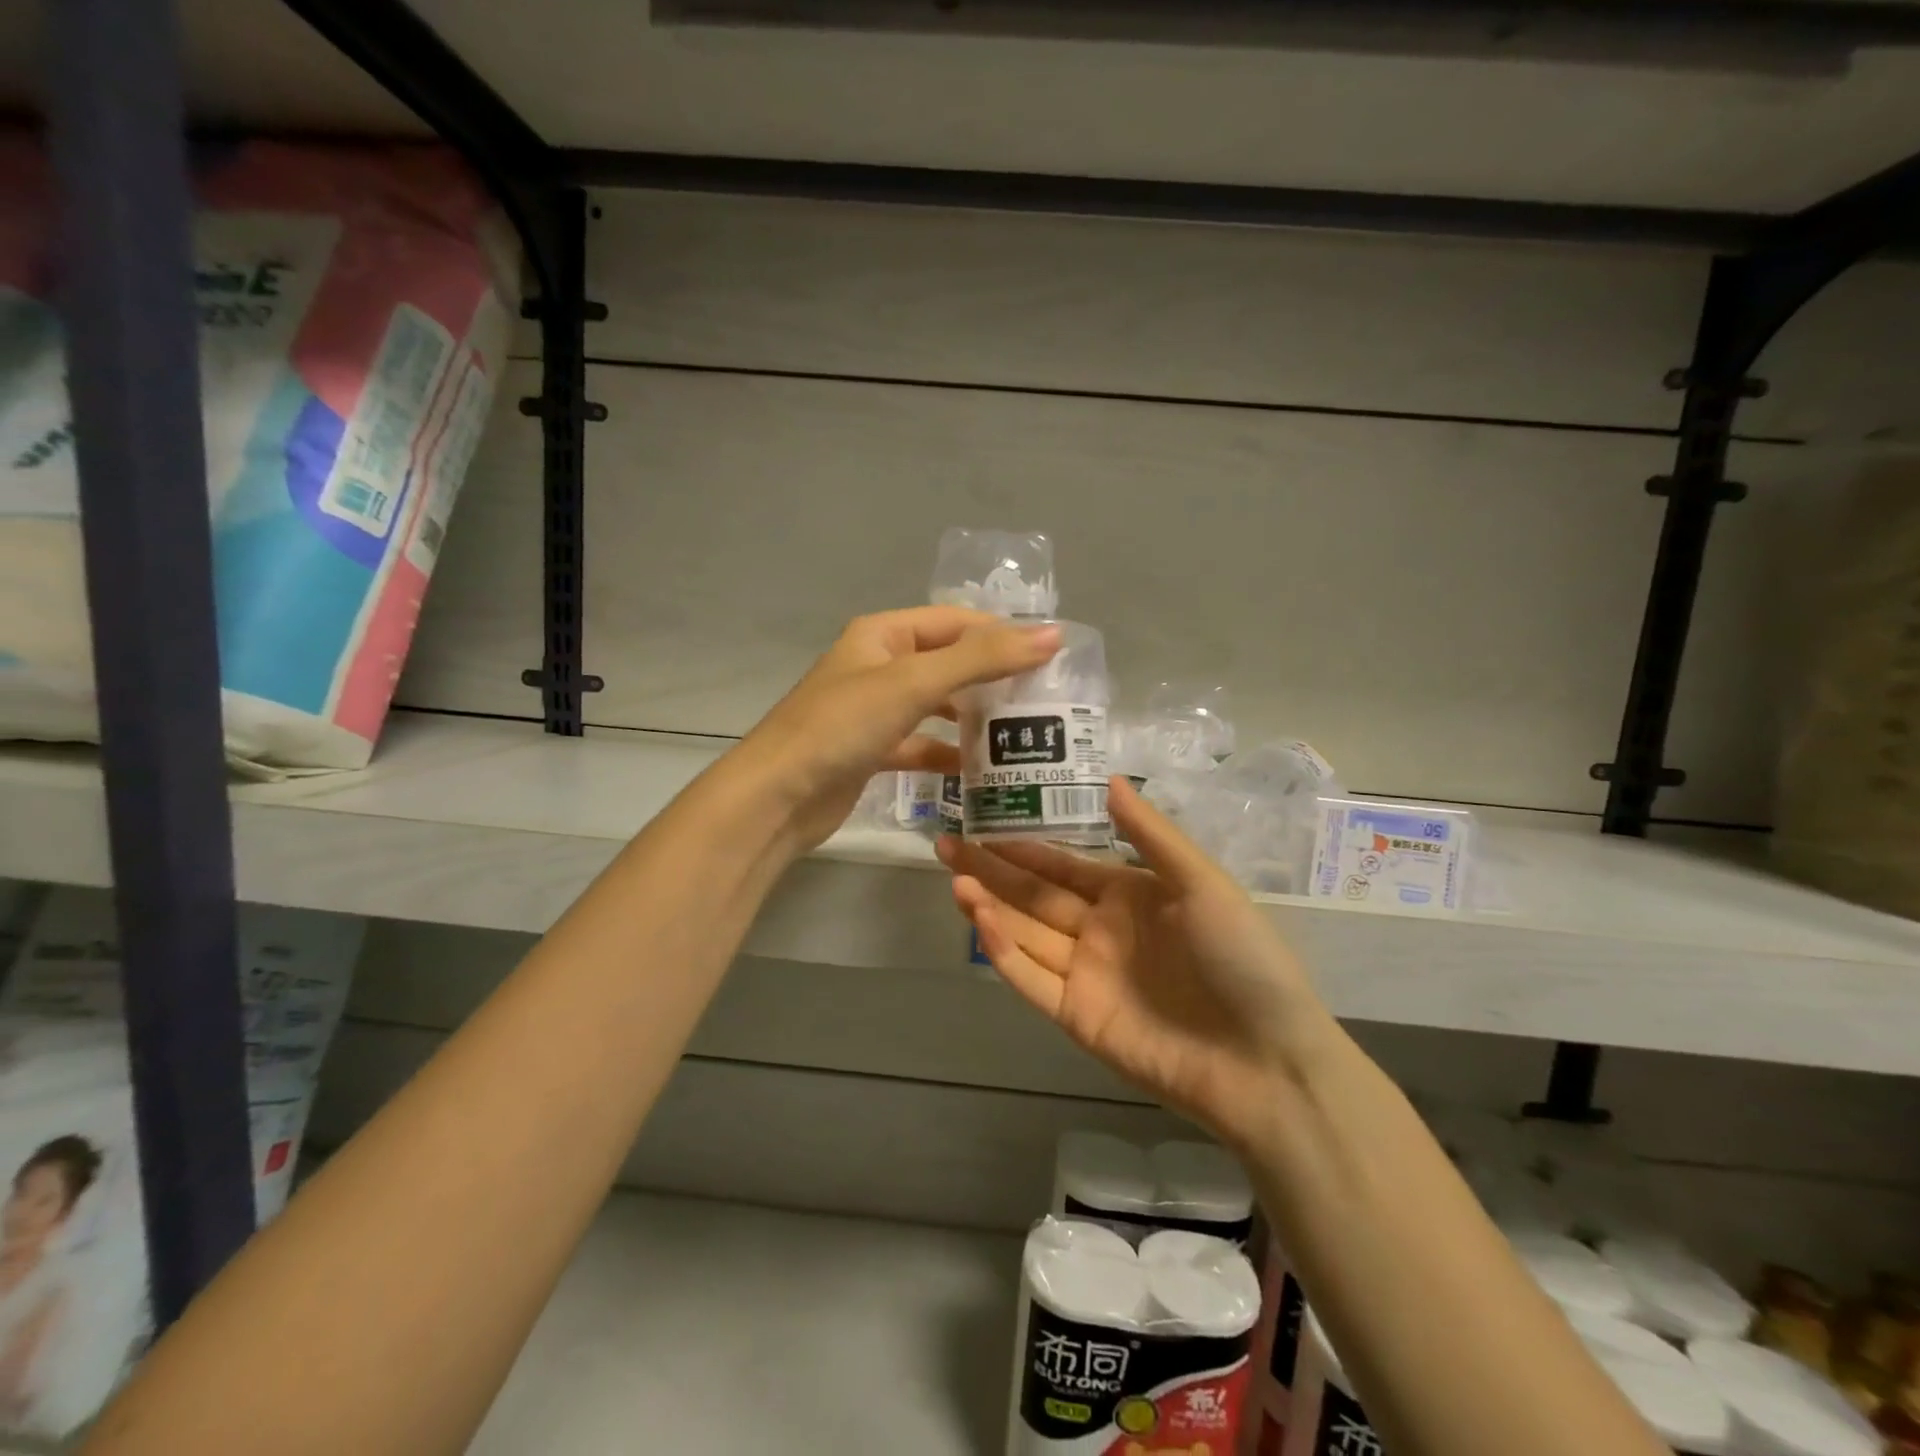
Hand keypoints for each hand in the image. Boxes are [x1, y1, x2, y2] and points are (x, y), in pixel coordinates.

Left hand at [736, 607, 1061, 850]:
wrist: (776, 797)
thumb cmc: (842, 727)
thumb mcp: (914, 683)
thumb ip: (981, 658)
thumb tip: (1051, 635)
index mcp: (883, 635)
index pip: (956, 622)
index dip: (1002, 633)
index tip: (1051, 656)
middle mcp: (878, 666)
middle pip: (947, 663)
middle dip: (992, 677)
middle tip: (1044, 698)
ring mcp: (874, 711)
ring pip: (935, 705)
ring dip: (972, 716)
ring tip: (1022, 732)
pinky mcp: (872, 751)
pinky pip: (919, 744)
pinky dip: (946, 753)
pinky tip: (979, 769)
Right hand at [937, 778, 1336, 1148]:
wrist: (1266, 1062)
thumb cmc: (1242, 958)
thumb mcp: (1202, 883)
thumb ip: (1150, 835)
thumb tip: (1109, 777)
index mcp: (1129, 895)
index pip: (1062, 865)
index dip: (1023, 845)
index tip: (982, 821)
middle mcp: (1100, 930)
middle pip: (1033, 895)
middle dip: (991, 870)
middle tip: (946, 845)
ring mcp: (1085, 974)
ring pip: (1025, 933)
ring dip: (989, 906)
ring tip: (954, 878)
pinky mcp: (1076, 1016)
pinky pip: (1031, 979)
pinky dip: (1003, 952)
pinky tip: (981, 921)